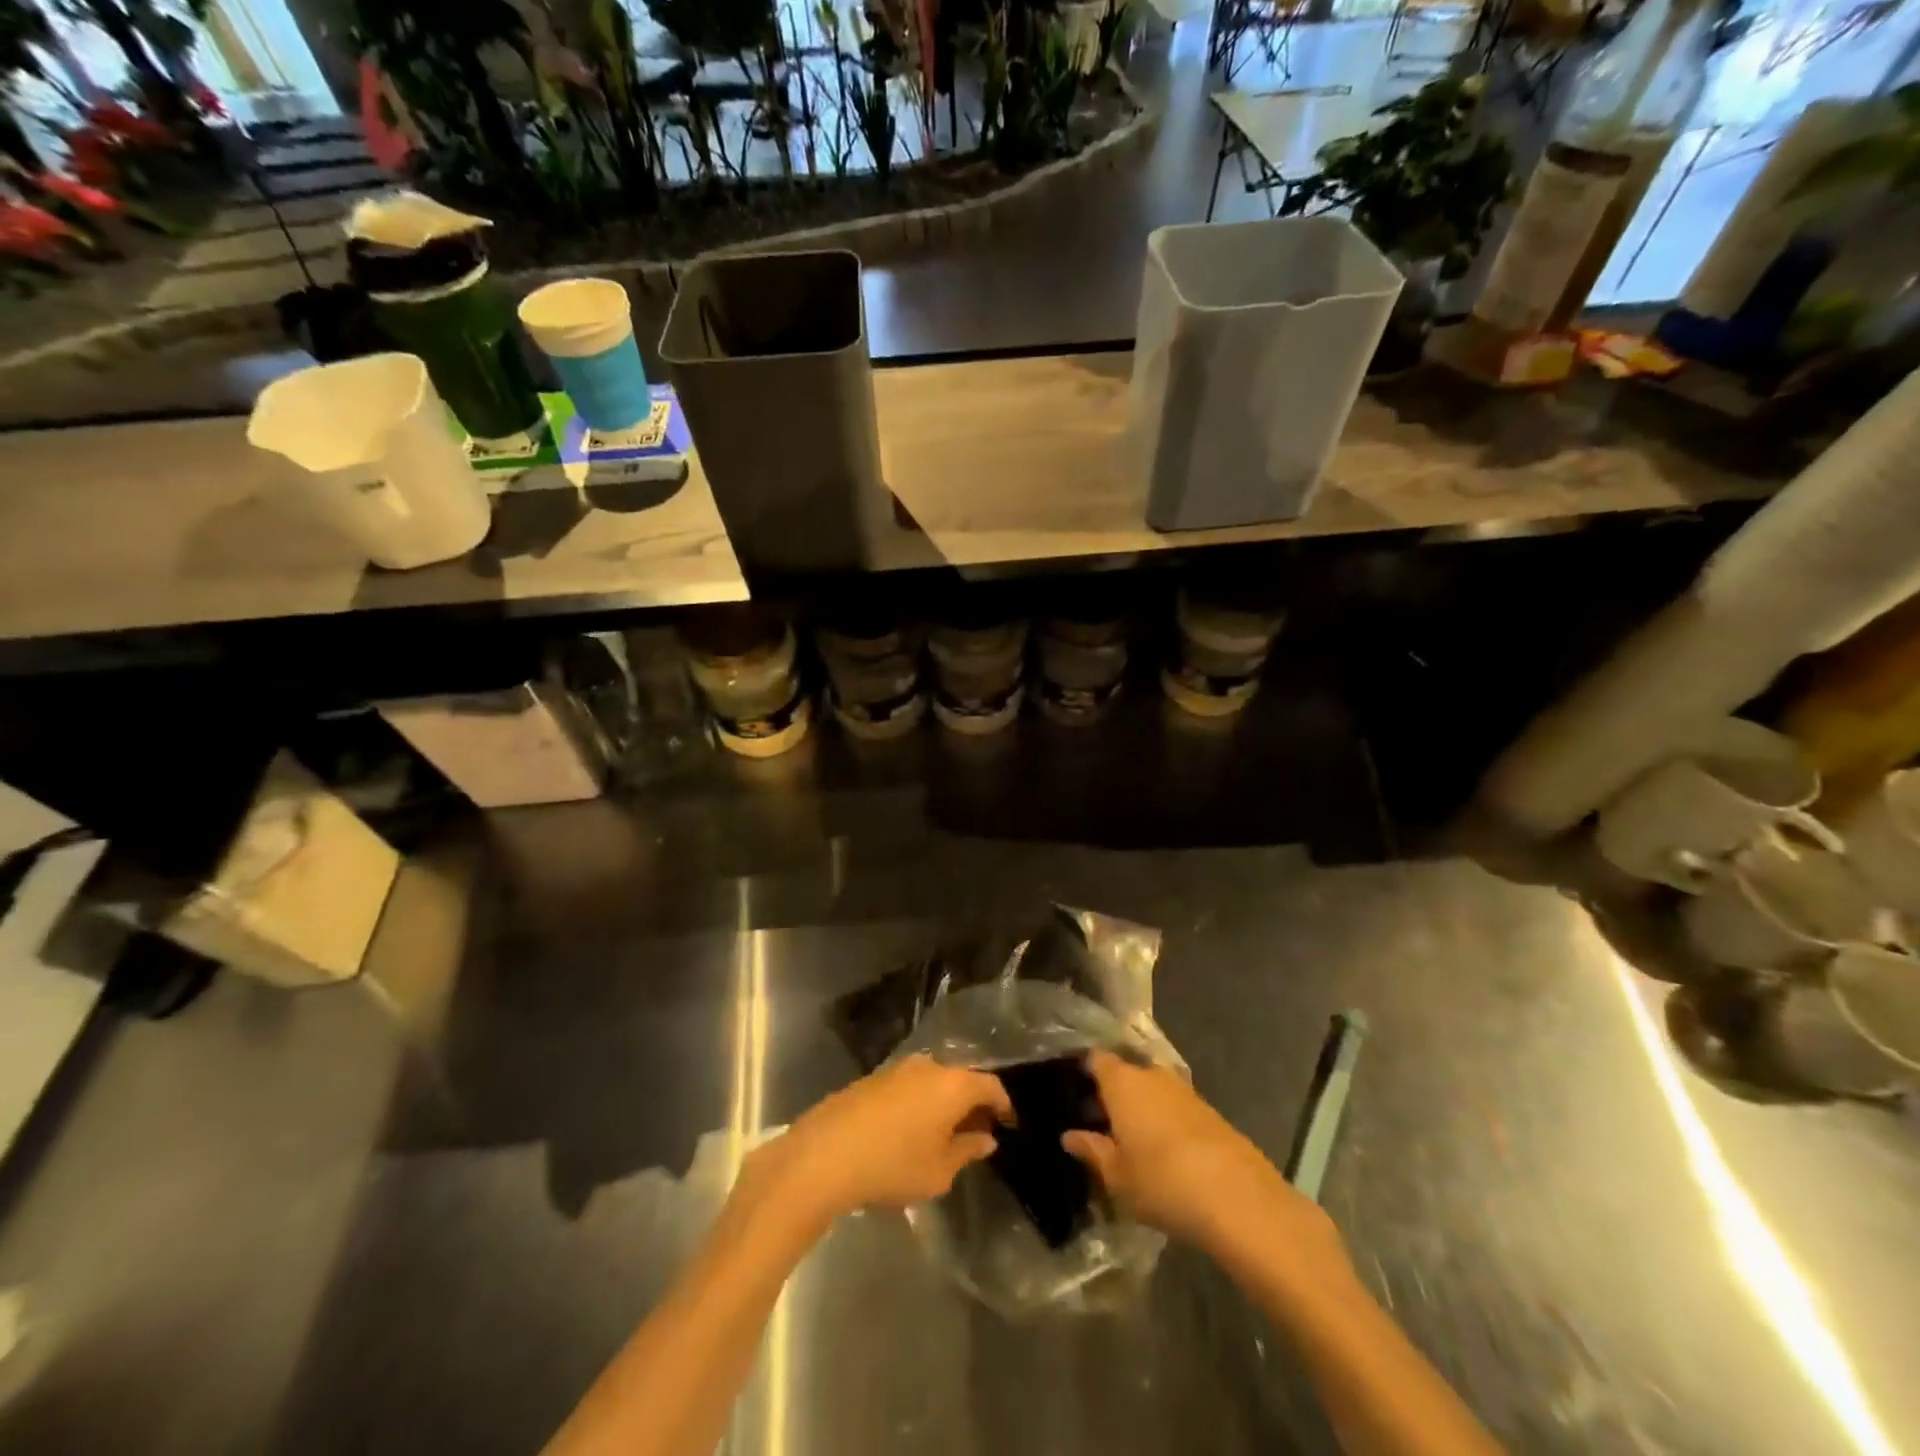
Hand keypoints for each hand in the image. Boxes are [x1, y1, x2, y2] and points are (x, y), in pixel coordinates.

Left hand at [752, 1055, 1012, 1225]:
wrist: (825, 1153)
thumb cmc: (893, 1164)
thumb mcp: (939, 1171)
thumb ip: (967, 1151)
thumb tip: (985, 1138)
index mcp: (953, 1083)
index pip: (991, 1085)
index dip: (1003, 1104)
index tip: (1009, 1124)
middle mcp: (929, 1065)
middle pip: (962, 1078)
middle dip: (973, 1103)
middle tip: (978, 1132)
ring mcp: (898, 1068)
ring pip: (934, 1080)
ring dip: (944, 1103)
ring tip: (945, 1134)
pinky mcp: (873, 1078)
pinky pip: (910, 1085)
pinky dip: (920, 1102)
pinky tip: (912, 1129)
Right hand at [1063, 1051, 1346, 1270]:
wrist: (1238, 1197)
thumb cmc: (1162, 1182)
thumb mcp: (1116, 1176)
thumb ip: (1092, 1150)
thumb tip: (1070, 1136)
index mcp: (1122, 1082)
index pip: (1096, 1060)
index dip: (1084, 1073)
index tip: (1073, 1093)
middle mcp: (1152, 1075)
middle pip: (1126, 1075)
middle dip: (1113, 1095)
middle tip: (1099, 1125)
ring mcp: (1184, 1091)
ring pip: (1152, 1092)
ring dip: (1142, 1110)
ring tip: (1131, 1143)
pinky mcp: (1210, 1112)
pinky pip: (1175, 1108)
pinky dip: (1165, 1123)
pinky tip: (1164, 1154)